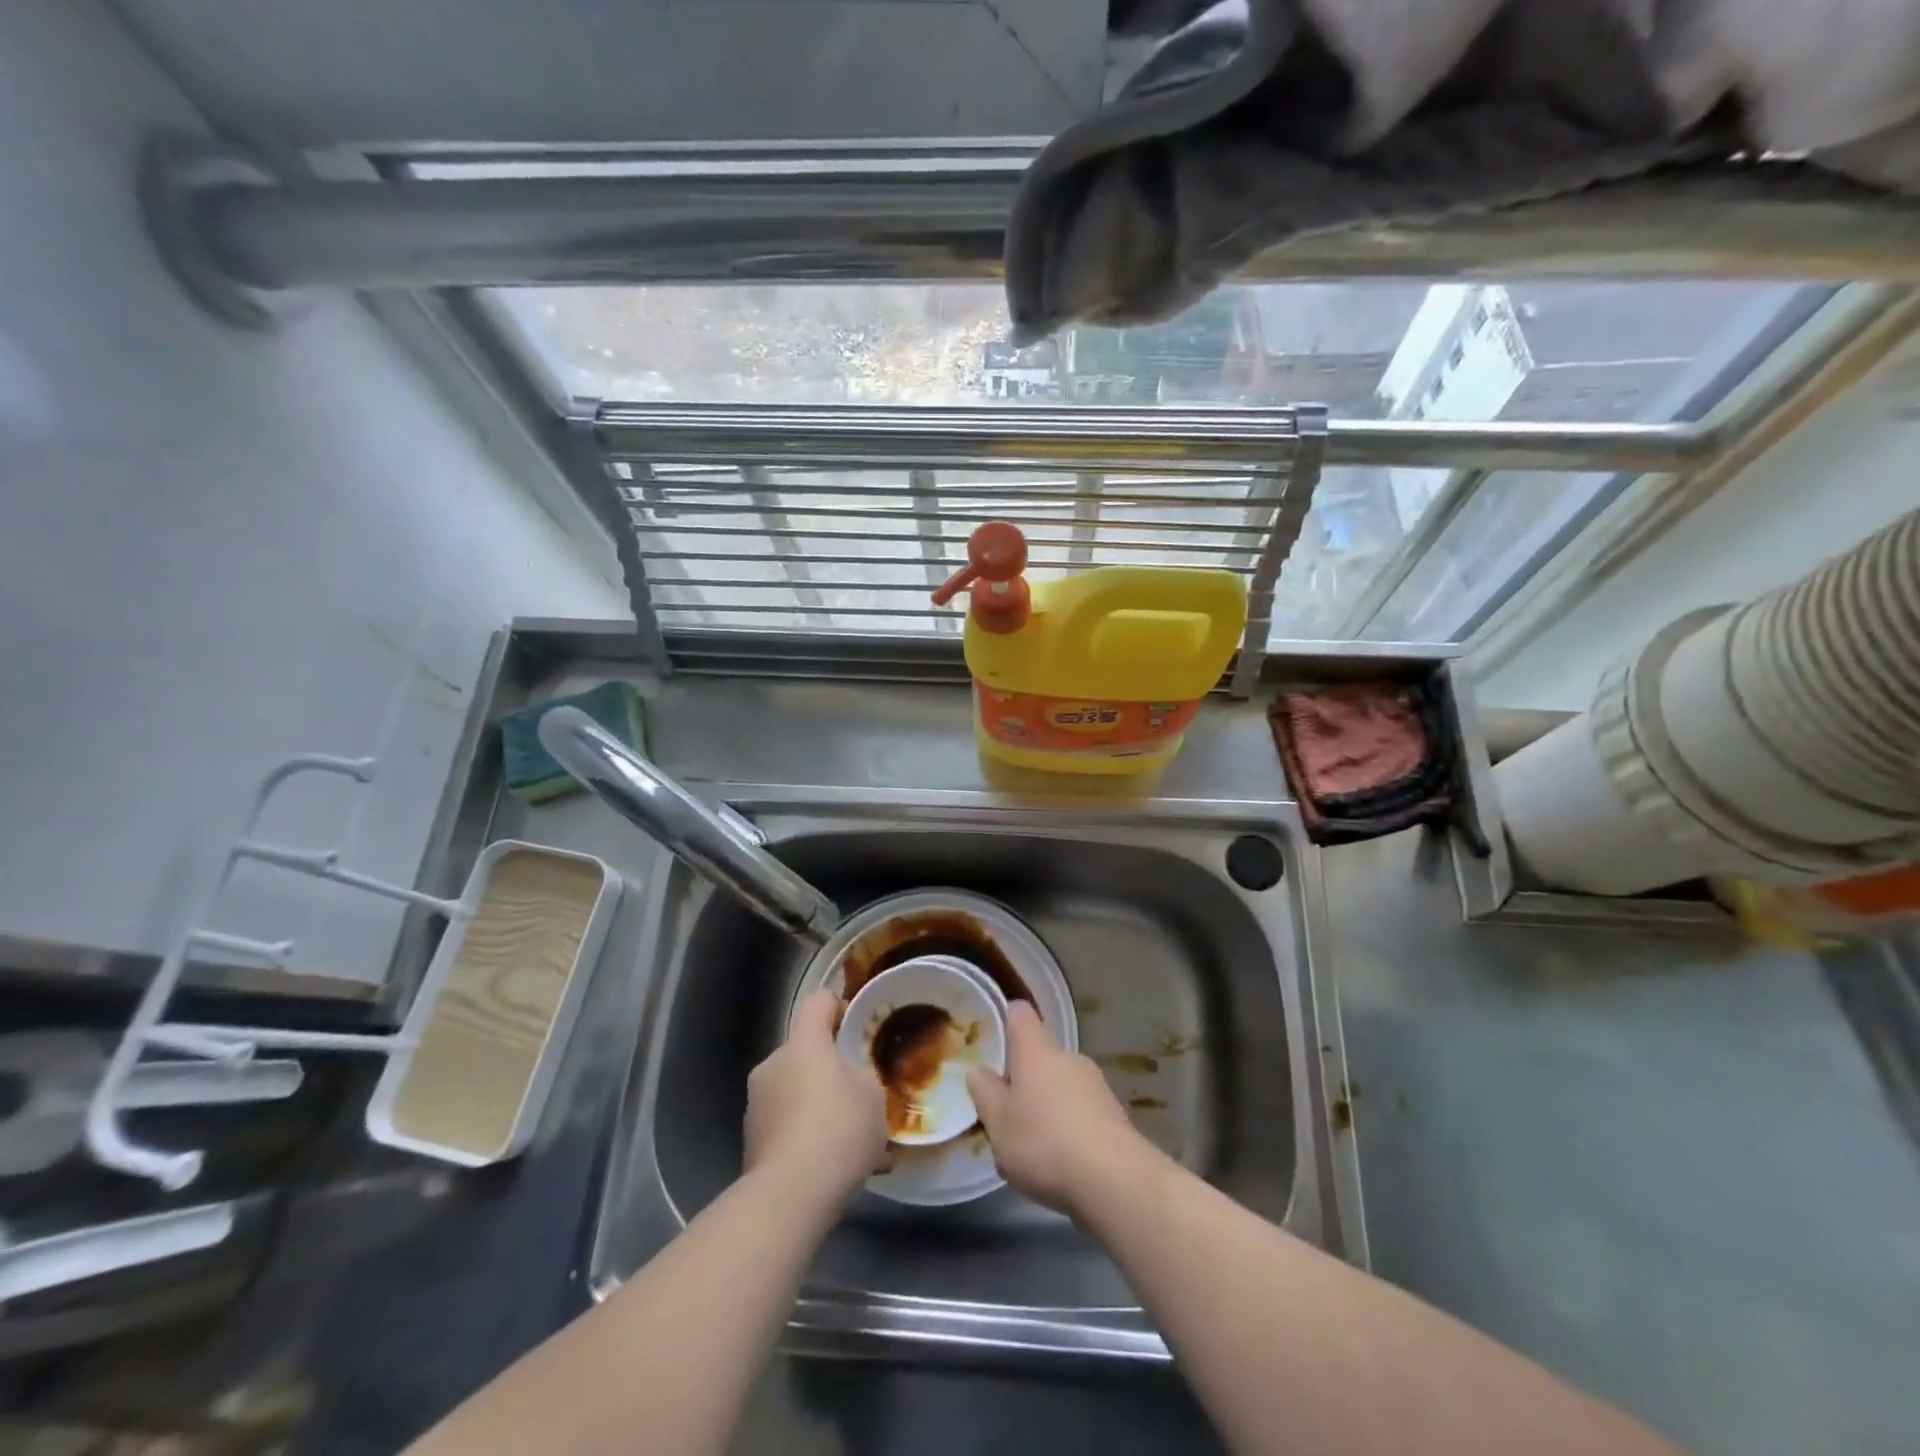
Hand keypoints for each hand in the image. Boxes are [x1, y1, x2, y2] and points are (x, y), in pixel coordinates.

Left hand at [744, 989, 887, 1207]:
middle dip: (828, 1067)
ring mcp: (755, 1102)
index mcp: (804, 1042)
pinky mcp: (750, 1140)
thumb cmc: (839, 1129)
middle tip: (857, 1092)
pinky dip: (803, 1135)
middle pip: (804, 1051)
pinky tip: (829, 1164)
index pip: (818, 1002)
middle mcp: (773, 1063)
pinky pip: (784, 1124)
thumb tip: (854, 1081)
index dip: (838, 1006)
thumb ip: (864, 1078)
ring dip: (815, 1104)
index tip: (857, 1025)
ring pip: (793, 1090)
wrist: (789, 1194)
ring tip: (846, 1138)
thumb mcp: (873, 1096)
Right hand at [967, 1001, 1158, 1220]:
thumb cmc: (1044, 1142)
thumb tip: (979, 1071)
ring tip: (1034, 1147)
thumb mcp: (998, 1122)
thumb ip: (985, 1093)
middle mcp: (1068, 1058)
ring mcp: (1096, 1085)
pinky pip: (1082, 1112)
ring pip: (1062, 1086)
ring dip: (1048, 1106)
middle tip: (1007, 1111)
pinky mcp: (1114, 1116)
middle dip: (1025, 1078)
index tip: (993, 1039)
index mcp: (1036, 1051)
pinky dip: (1070, 1128)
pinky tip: (1062, 1163)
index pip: (1020, 1014)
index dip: (1006, 1019)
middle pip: (1041, 1055)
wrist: (1114, 1180)